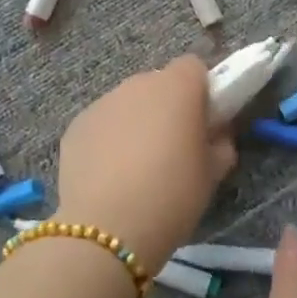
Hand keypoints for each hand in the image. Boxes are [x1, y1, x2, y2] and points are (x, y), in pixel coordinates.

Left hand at [58, 56, 237, 272]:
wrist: (108, 230)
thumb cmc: (173, 195)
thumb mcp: (213, 173)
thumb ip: (221, 143)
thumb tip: (216, 135)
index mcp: (177, 88)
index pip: (194, 67)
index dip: (202, 90)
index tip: (204, 121)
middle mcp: (137, 85)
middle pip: (159, 83)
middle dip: (168, 107)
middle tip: (174, 147)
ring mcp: (102, 104)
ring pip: (128, 104)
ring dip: (137, 122)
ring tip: (138, 166)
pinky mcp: (75, 127)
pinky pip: (102, 124)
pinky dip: (109, 140)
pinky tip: (111, 176)